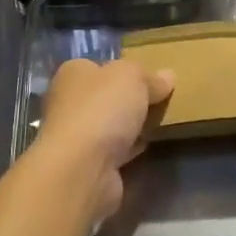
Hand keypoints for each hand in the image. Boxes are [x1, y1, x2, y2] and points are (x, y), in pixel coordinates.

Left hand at [37, 57, 174, 223]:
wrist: (82, 168)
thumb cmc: (102, 109)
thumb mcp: (132, 77)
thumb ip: (150, 76)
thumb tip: (167, 76)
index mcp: (73, 74)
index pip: (99, 66)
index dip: (124, 70)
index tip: (151, 78)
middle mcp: (68, 102)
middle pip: (105, 96)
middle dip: (129, 100)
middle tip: (161, 101)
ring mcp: (75, 136)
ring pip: (109, 125)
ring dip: (130, 126)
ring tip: (161, 123)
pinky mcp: (87, 164)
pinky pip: (114, 150)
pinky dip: (129, 149)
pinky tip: (148, 146)